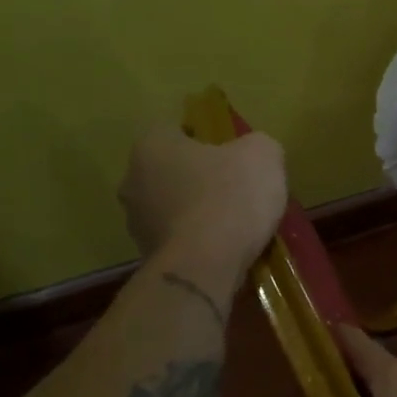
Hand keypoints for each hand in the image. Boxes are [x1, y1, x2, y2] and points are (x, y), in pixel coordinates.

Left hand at [118, 124, 286, 285]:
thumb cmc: (230, 197)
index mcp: (152, 146)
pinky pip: (179, 240)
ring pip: (173, 207)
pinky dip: (198, 242)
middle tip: (236, 188)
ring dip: (198, 212)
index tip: (230, 154)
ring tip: (235, 225)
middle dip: (199, 178)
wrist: (205, 266)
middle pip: (171, 171)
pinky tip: (226, 249)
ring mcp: (136, 223)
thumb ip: (258, 145)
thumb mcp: (263, 155)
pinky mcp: (148, 257)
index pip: (173, 130)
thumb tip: (253, 154)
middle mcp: (133, 181)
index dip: (204, 138)